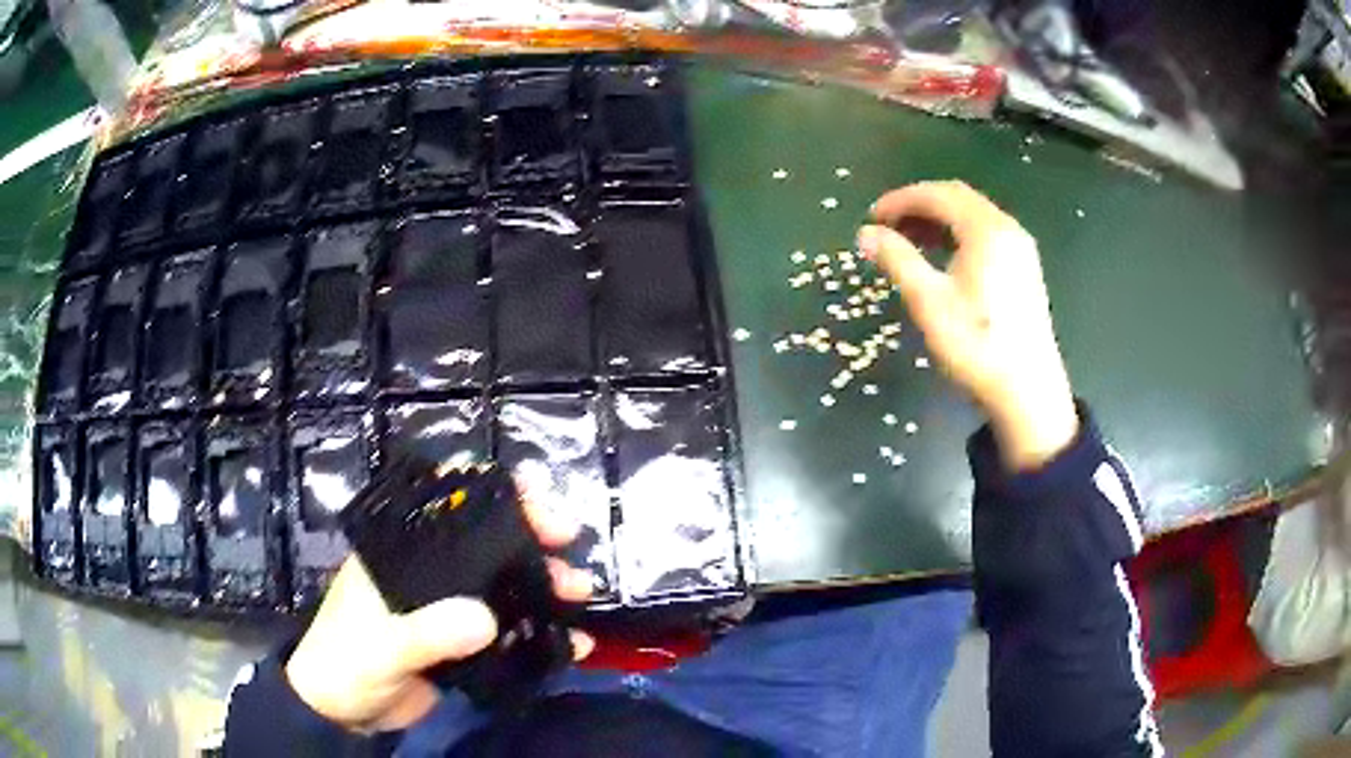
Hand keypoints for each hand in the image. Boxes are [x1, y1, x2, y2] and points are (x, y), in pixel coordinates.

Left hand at [284, 491, 595, 731]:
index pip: (443, 504)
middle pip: (483, 541)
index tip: (528, 494)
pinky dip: (540, 633)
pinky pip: (509, 631)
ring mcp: (446, 608)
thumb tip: (486, 620)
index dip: (486, 491)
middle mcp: (426, 572)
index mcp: (398, 554)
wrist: (343, 713)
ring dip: (542, 583)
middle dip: (528, 533)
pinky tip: (570, 642)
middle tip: (567, 537)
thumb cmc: (346, 663)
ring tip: (578, 590)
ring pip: (502, 584)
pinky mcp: (462, 644)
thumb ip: (427, 633)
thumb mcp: (381, 646)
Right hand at [857, 180, 1077, 470]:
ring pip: (973, 216)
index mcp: (986, 229)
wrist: (1027, 390)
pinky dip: (958, 235)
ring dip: (938, 220)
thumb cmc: (977, 344)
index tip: (872, 217)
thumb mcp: (929, 301)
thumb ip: (897, 259)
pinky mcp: (1024, 269)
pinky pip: (986, 234)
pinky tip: (942, 258)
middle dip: (919, 205)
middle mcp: (1007, 229)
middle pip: (957, 198)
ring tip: (908, 241)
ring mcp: (1020, 249)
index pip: (938, 195)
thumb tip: (865, 233)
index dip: (901, 200)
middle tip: (887, 226)